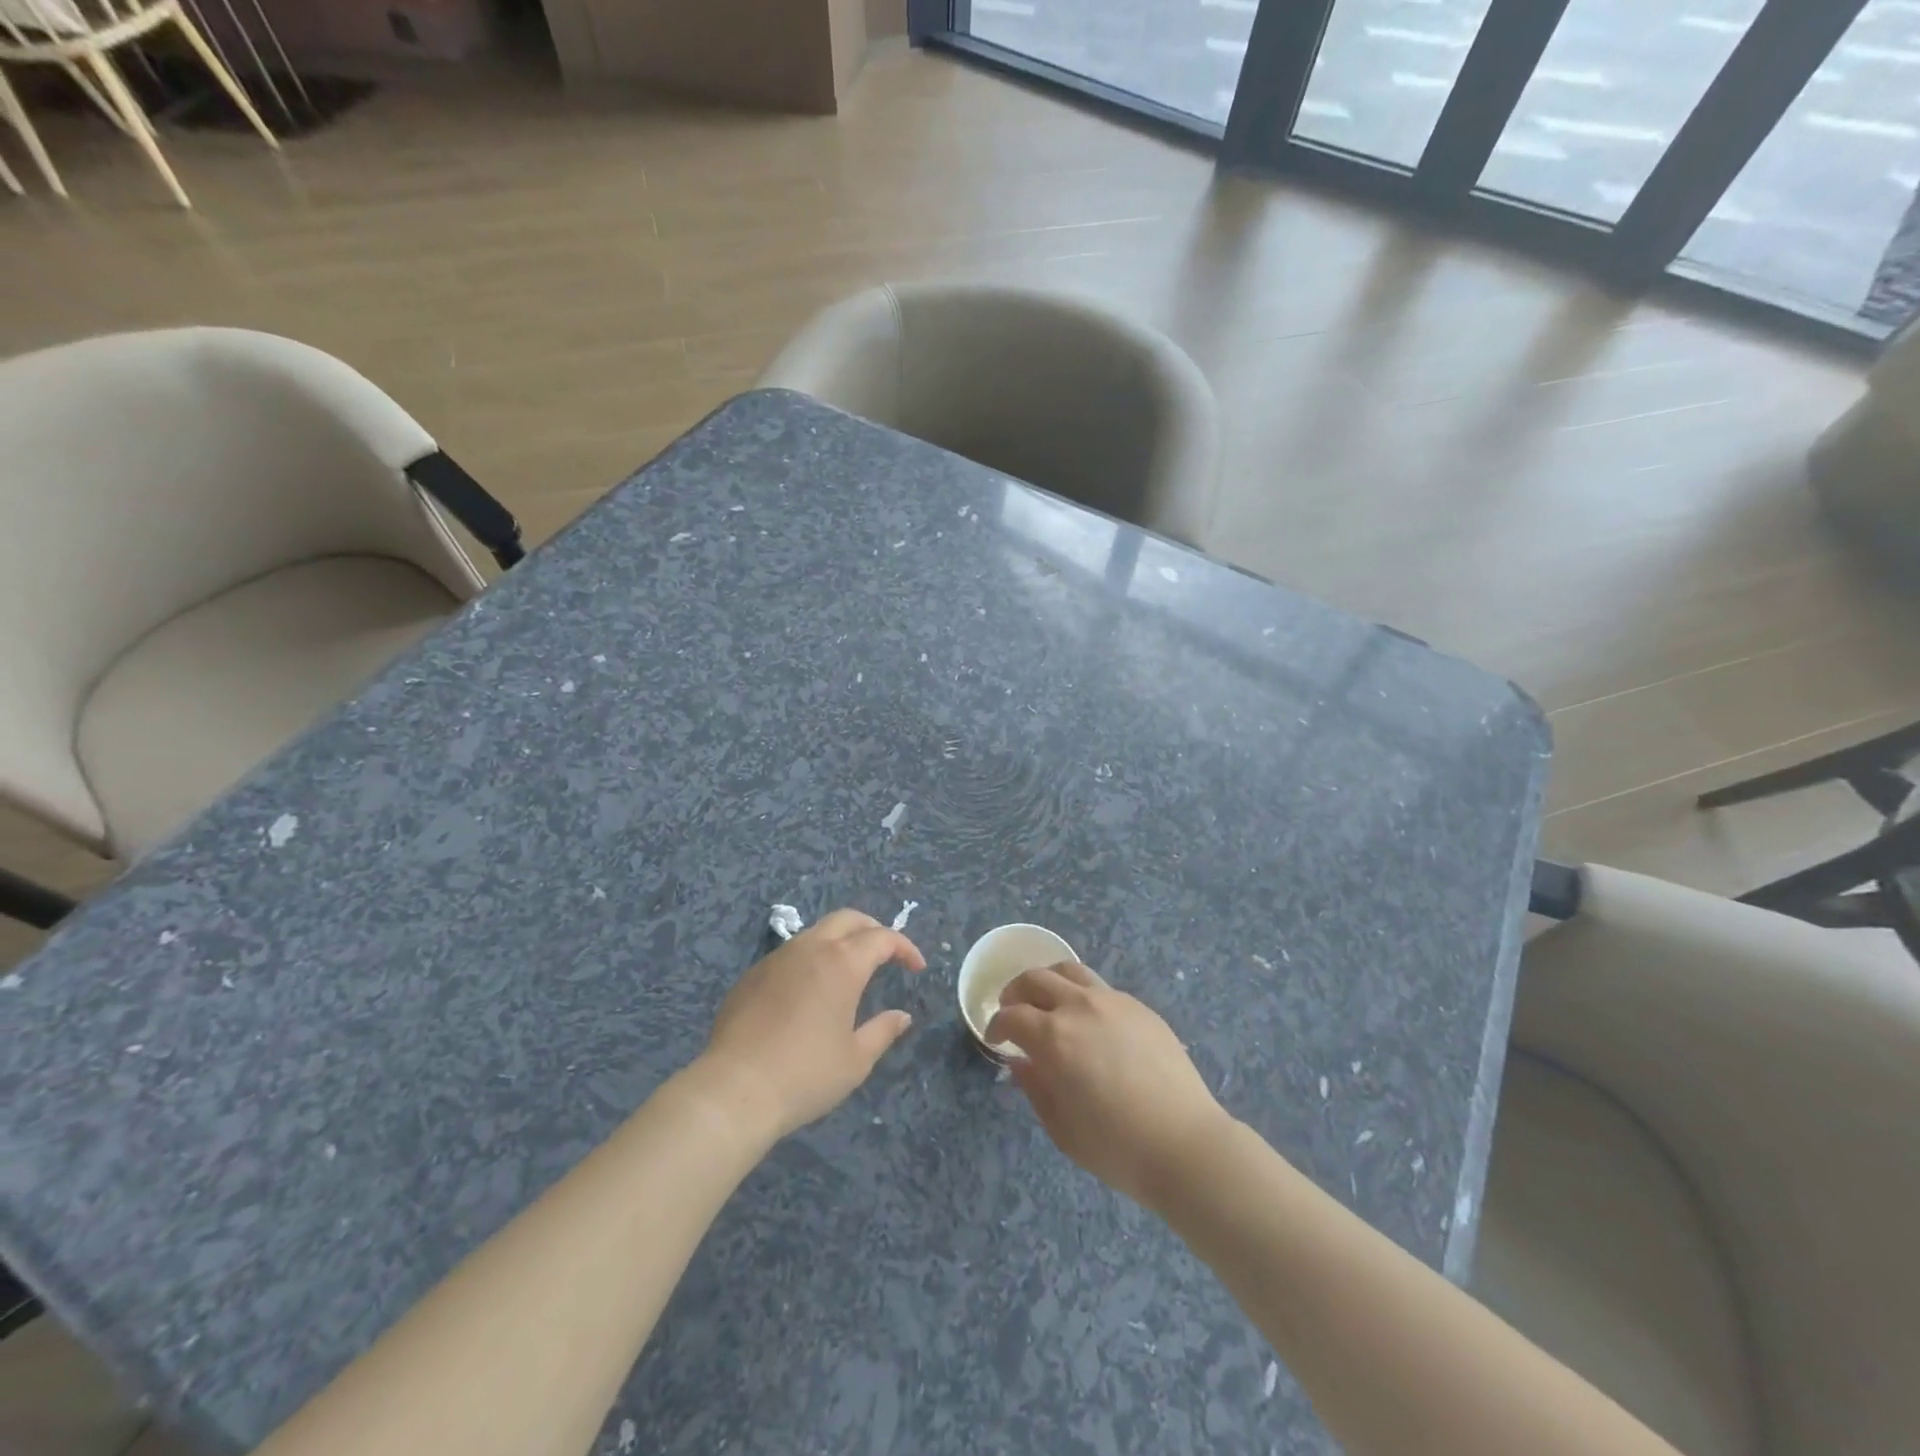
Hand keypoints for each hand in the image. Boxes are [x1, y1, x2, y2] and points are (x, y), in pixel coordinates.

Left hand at [696, 909, 924, 1140]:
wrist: (734, 1090)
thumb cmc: (806, 1075)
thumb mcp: (856, 1060)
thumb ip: (883, 1031)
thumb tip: (902, 1016)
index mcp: (842, 963)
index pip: (882, 938)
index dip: (904, 948)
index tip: (916, 968)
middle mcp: (810, 948)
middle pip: (848, 919)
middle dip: (872, 930)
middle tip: (886, 954)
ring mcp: (777, 958)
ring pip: (816, 932)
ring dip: (839, 942)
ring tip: (848, 971)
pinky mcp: (752, 975)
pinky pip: (789, 954)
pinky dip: (810, 960)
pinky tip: (808, 992)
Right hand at [986, 962, 1228, 1207]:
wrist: (1184, 1144)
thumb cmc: (1116, 1147)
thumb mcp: (1061, 1128)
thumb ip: (1035, 1087)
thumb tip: (1021, 1062)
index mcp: (1054, 1037)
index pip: (1012, 1016)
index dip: (996, 1026)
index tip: (995, 1039)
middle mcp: (1079, 1007)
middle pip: (1036, 979)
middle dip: (1015, 992)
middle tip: (1012, 1011)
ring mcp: (1112, 1001)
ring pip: (1069, 970)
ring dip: (1048, 980)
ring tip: (1046, 1001)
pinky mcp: (1139, 1007)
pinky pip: (1100, 987)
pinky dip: (1081, 994)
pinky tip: (1088, 1021)